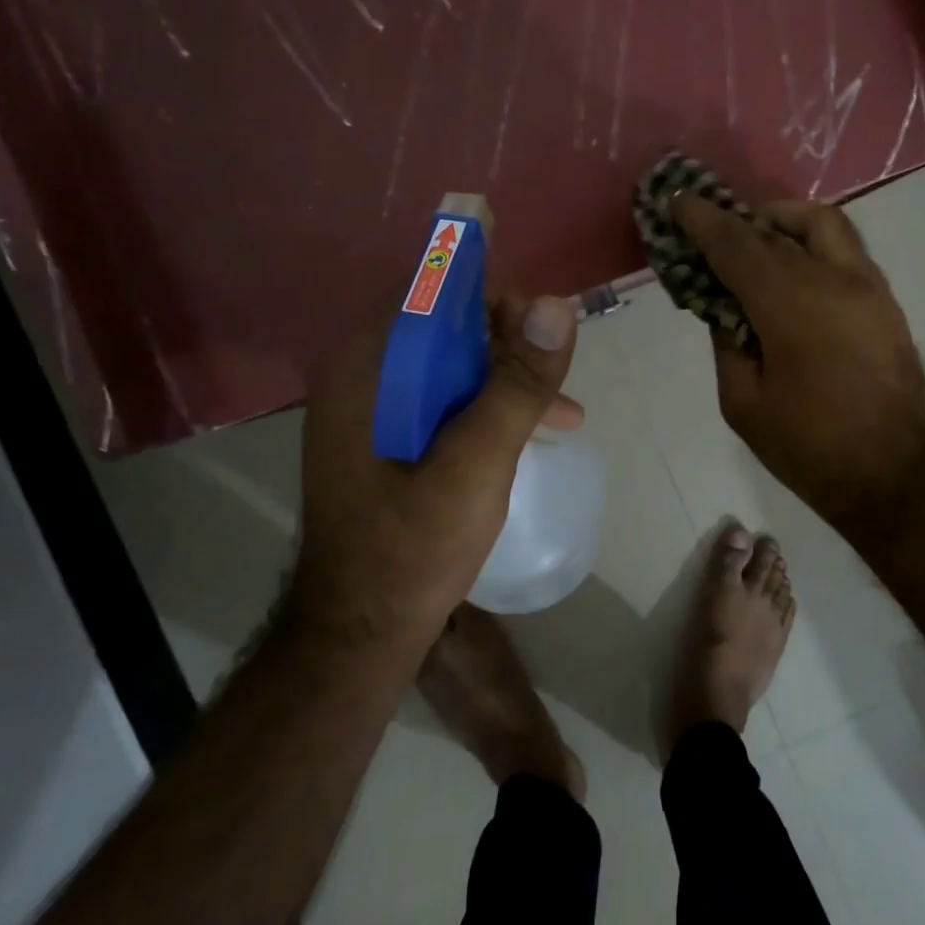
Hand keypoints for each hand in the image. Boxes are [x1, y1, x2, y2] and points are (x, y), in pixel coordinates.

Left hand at [295, 289, 581, 643]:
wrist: (362, 631)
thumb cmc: (413, 547)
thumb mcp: (476, 463)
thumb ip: (516, 385)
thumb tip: (557, 307)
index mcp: (368, 369)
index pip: (429, 293)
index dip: (489, 294)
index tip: (542, 325)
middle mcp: (363, 377)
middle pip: (444, 325)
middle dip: (507, 339)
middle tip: (554, 373)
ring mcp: (374, 411)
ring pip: (451, 364)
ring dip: (507, 376)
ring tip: (562, 407)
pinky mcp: (390, 440)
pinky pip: (446, 400)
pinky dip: (490, 407)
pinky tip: (536, 432)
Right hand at [675, 194, 924, 525]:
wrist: (890, 475)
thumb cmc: (808, 447)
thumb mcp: (743, 404)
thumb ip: (727, 345)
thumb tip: (726, 310)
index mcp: (790, 308)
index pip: (737, 246)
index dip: (703, 221)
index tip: (679, 201)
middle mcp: (832, 281)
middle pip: (775, 230)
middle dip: (735, 220)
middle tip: (707, 224)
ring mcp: (868, 287)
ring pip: (822, 223)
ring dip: (781, 220)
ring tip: (755, 237)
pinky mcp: (885, 302)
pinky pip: (844, 250)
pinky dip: (811, 242)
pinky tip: (792, 268)